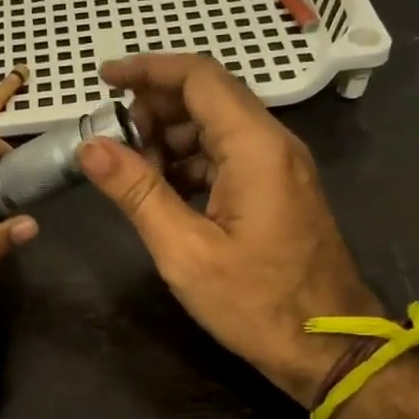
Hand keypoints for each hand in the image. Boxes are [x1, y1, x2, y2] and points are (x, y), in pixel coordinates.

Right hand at [78, 55, 381, 405]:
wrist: (328, 348)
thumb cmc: (256, 303)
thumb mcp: (184, 251)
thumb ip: (137, 192)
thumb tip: (90, 146)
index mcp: (255, 147)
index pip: (199, 78)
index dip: (148, 70)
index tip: (104, 79)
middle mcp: (273, 143)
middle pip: (209, 97)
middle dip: (154, 107)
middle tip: (113, 141)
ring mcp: (280, 166)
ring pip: (217, 126)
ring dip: (170, 137)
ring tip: (132, 172)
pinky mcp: (278, 189)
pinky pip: (229, 155)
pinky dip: (191, 161)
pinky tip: (164, 191)